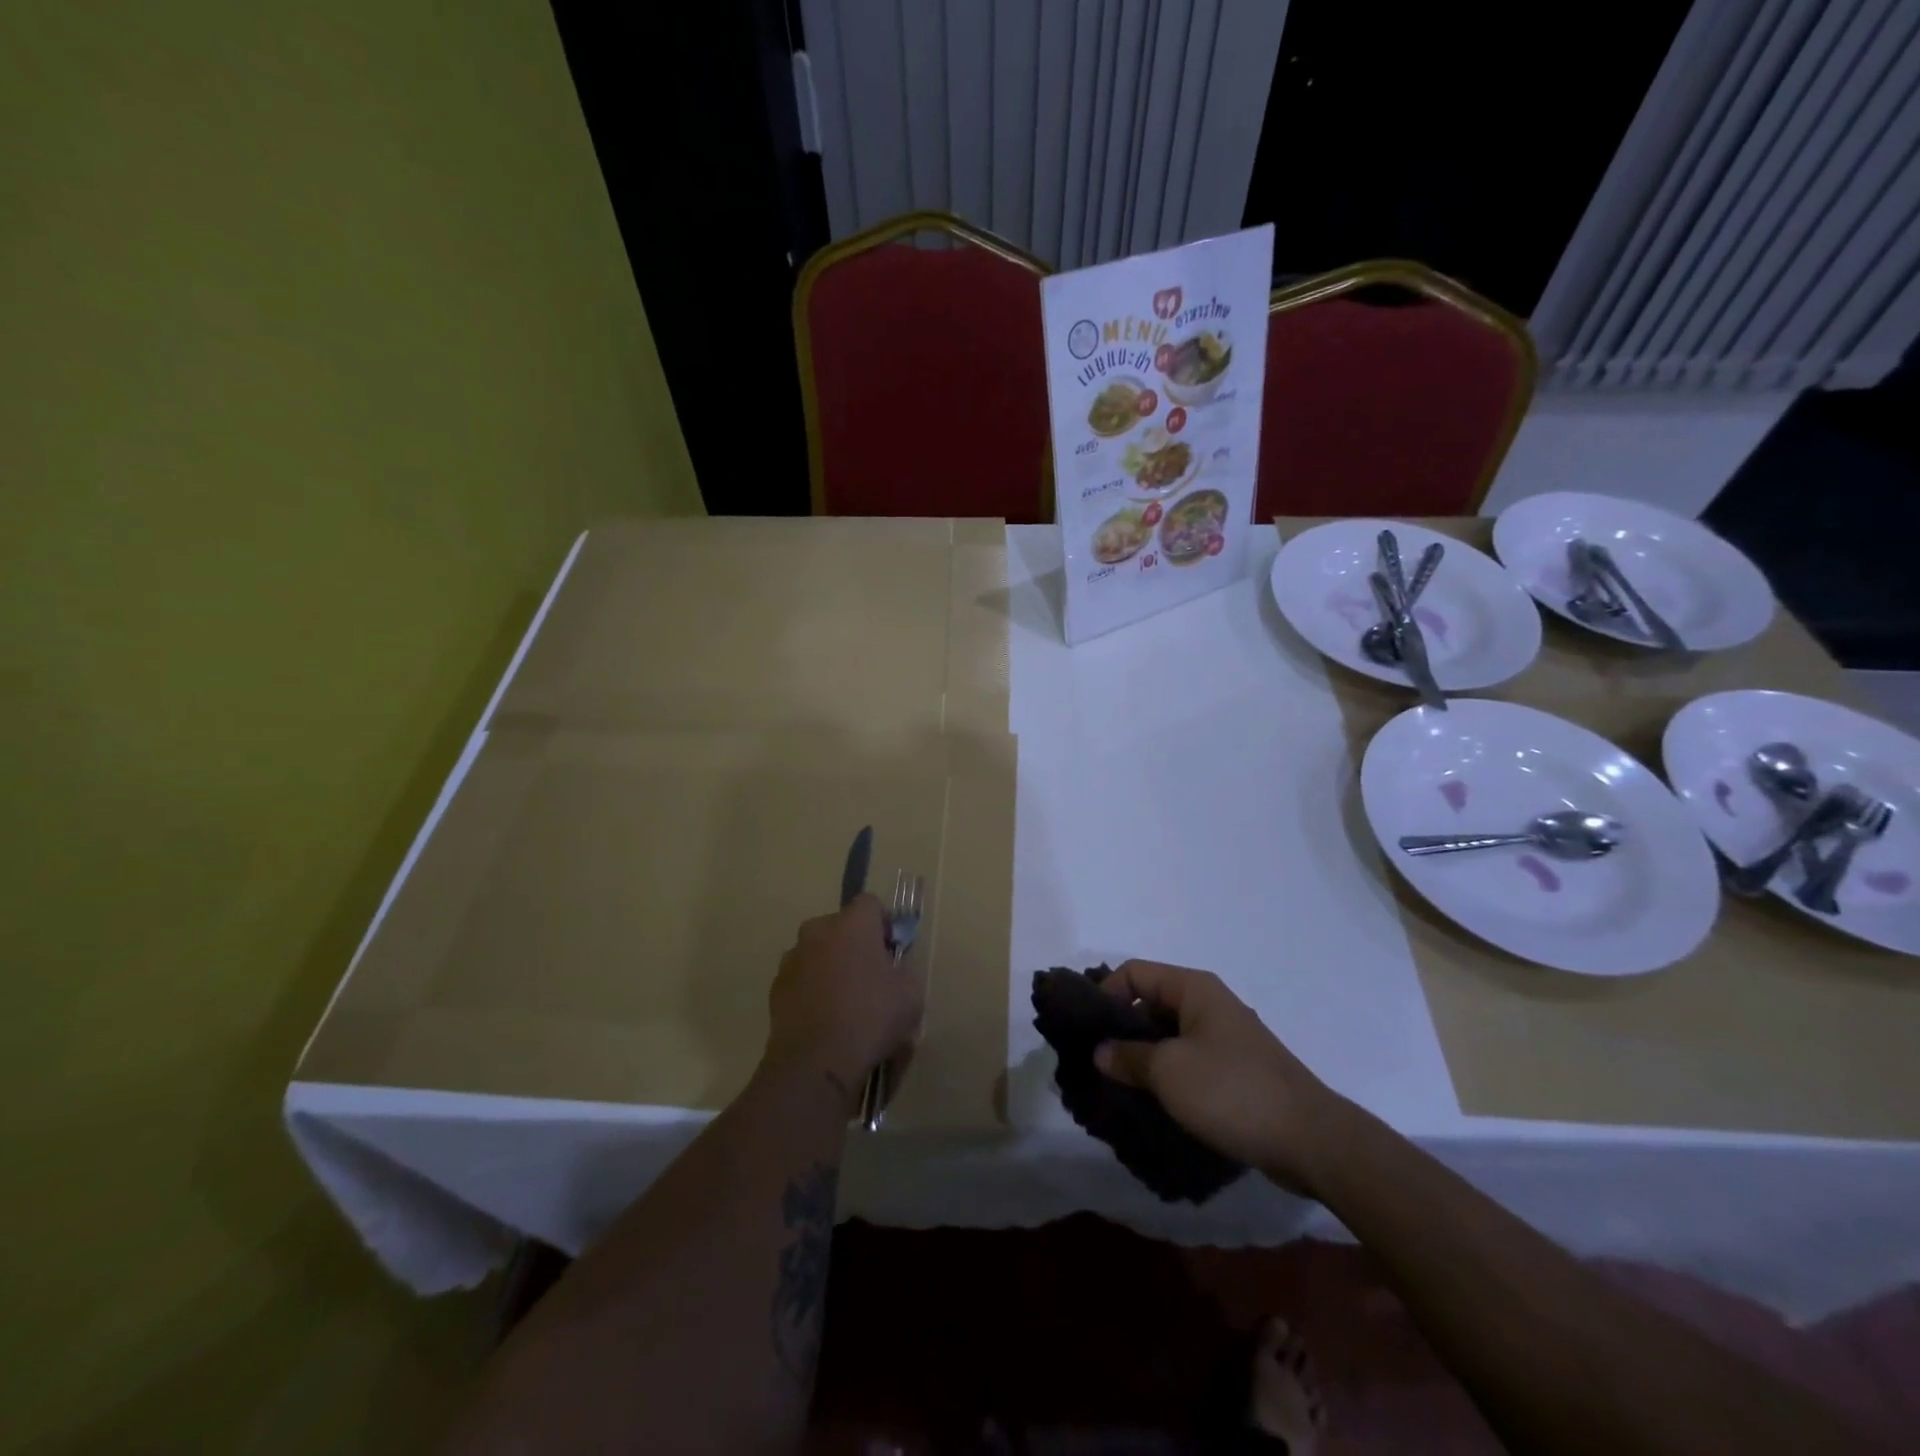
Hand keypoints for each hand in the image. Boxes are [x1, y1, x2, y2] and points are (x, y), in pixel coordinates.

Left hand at [764, 895, 922, 1106]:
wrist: (816, 1062)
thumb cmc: (871, 1018)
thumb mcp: (910, 994)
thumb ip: (904, 971)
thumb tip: (893, 970)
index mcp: (853, 924)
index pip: (871, 903)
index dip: (884, 923)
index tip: (893, 949)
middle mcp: (818, 931)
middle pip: (841, 926)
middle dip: (855, 944)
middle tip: (871, 976)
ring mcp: (792, 958)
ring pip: (818, 952)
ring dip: (832, 966)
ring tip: (845, 1001)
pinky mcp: (776, 987)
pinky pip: (802, 978)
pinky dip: (813, 989)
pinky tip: (825, 1018)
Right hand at [1094, 960, 1346, 1193]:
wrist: (1310, 1140)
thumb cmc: (1232, 1091)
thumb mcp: (1168, 1071)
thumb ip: (1127, 1056)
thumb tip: (1100, 1051)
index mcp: (1194, 988)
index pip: (1134, 973)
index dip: (1105, 994)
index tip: (1086, 1030)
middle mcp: (1209, 1004)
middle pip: (1150, 1003)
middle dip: (1120, 1029)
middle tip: (1095, 1061)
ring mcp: (1225, 1039)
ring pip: (1169, 1036)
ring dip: (1142, 1057)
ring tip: (1117, 1086)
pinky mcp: (1236, 1072)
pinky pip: (1189, 1061)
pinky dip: (1167, 1076)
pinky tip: (1152, 1102)